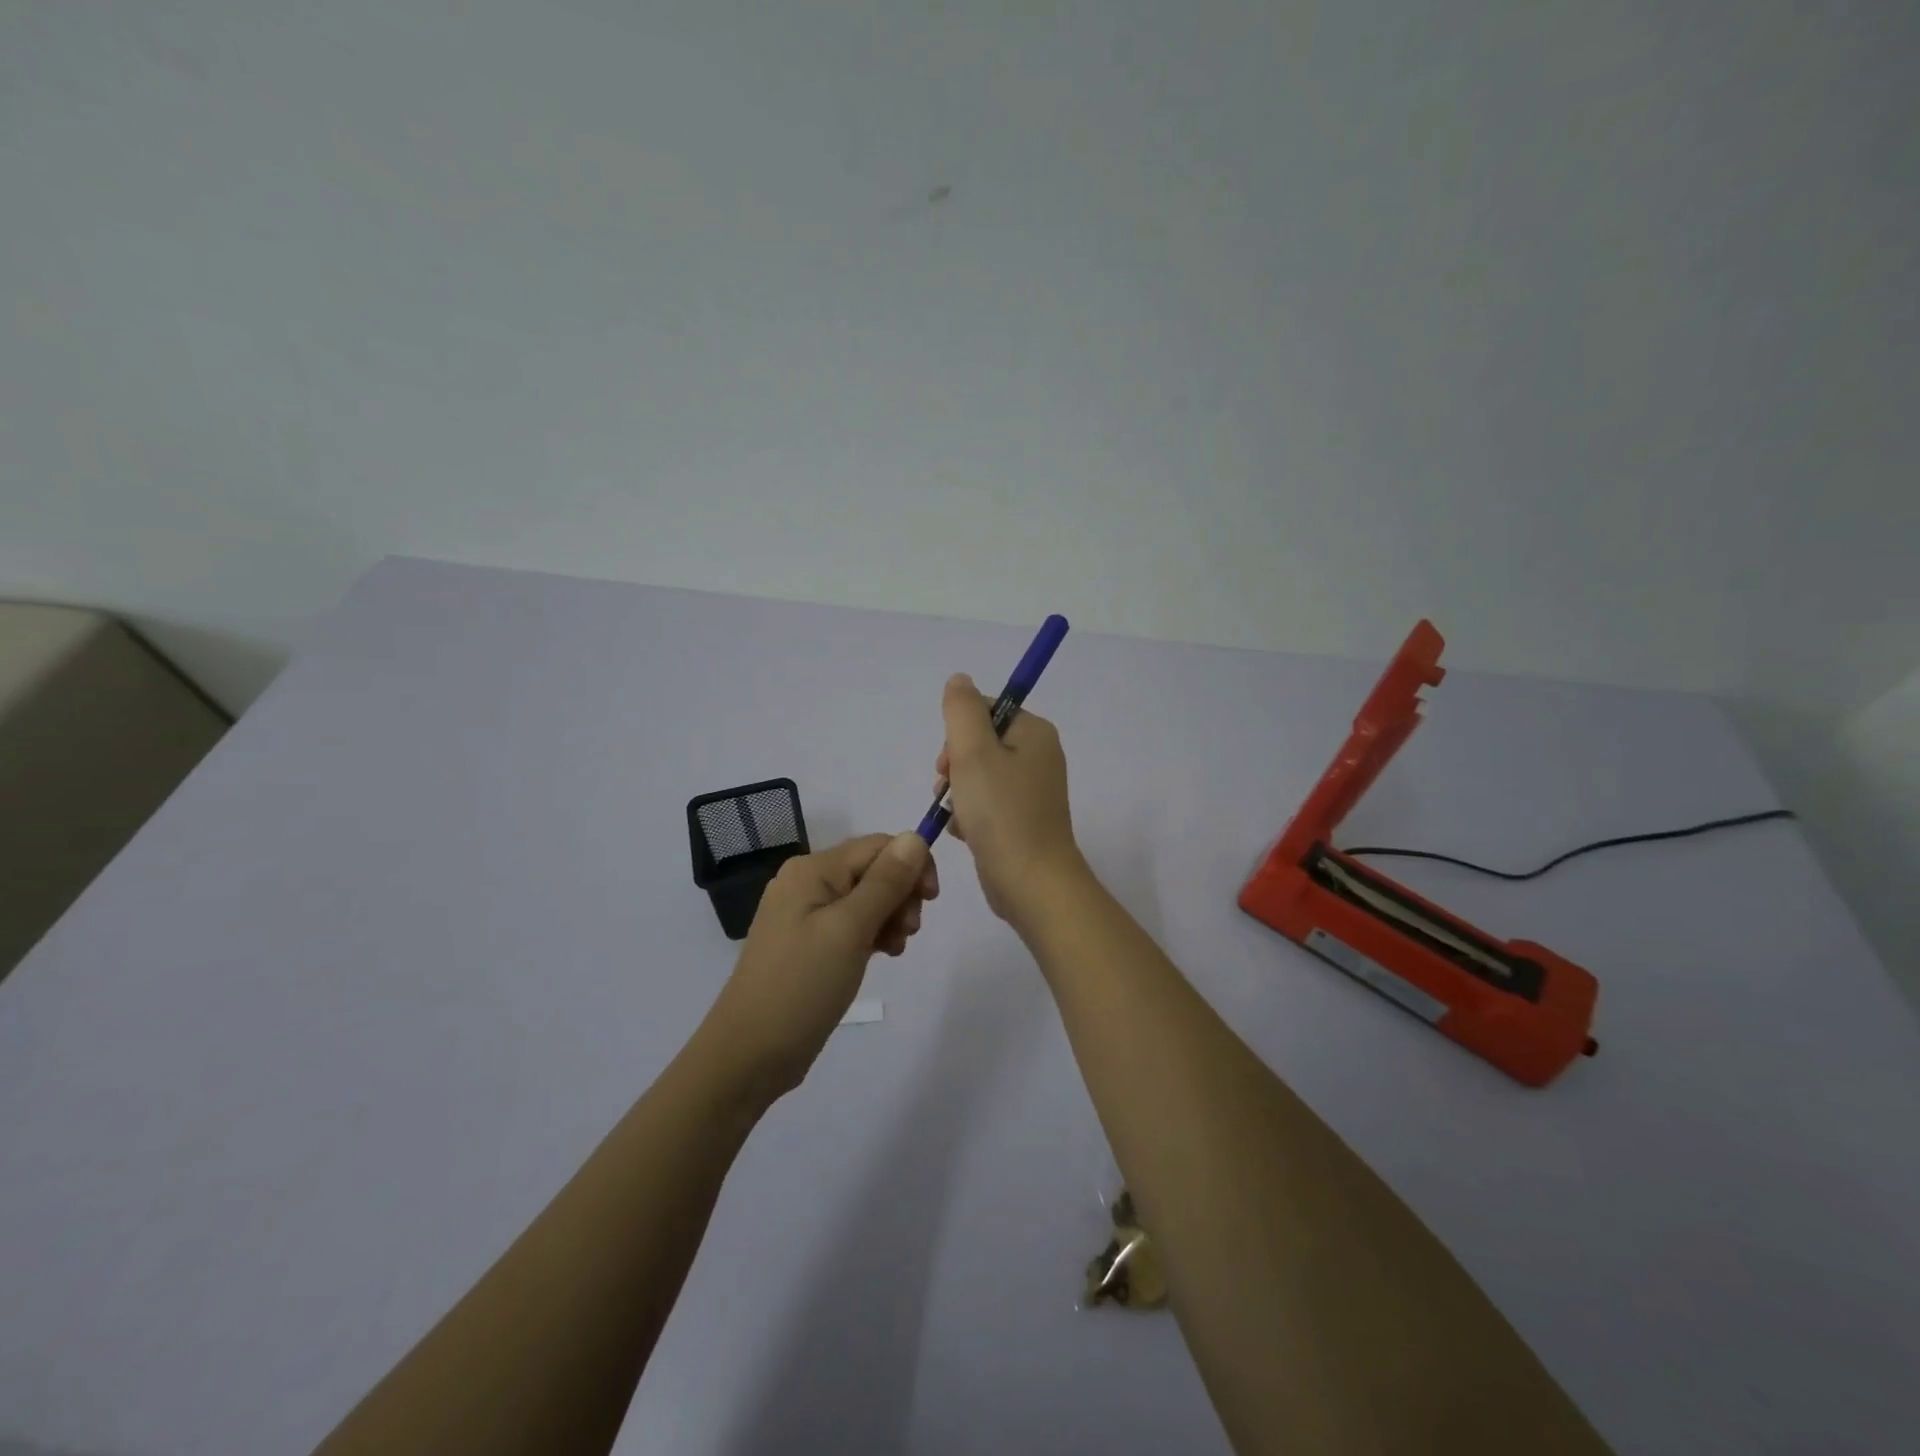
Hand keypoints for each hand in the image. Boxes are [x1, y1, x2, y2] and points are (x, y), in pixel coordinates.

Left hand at [702, 833, 937, 1101]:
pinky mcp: (809, 943)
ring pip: (867, 898)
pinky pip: (852, 923)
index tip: (930, 901)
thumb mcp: (850, 929)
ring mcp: (805, 914)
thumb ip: (886, 881)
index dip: (912, 865)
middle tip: (908, 932)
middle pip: (873, 869)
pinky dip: (874, 934)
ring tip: (894, 949)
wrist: (749, 1054)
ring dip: (891, 916)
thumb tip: (915, 836)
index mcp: (812, 869)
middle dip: (901, 894)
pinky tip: (882, 955)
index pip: (878, 845)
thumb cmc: (801, 985)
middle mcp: (807, 882)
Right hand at [936, 672, 1085, 925]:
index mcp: (1034, 733)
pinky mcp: (1023, 820)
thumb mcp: (973, 752)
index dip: (957, 732)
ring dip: (958, 793)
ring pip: (979, 776)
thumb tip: (959, 679)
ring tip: (957, 815)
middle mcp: (1039, 756)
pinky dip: (971, 815)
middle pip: (980, 743)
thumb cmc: (1001, 812)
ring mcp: (1033, 791)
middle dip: (955, 765)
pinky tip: (965, 833)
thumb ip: (962, 710)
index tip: (949, 761)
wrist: (1031, 882)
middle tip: (948, 789)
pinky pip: (987, 804)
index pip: (985, 710)